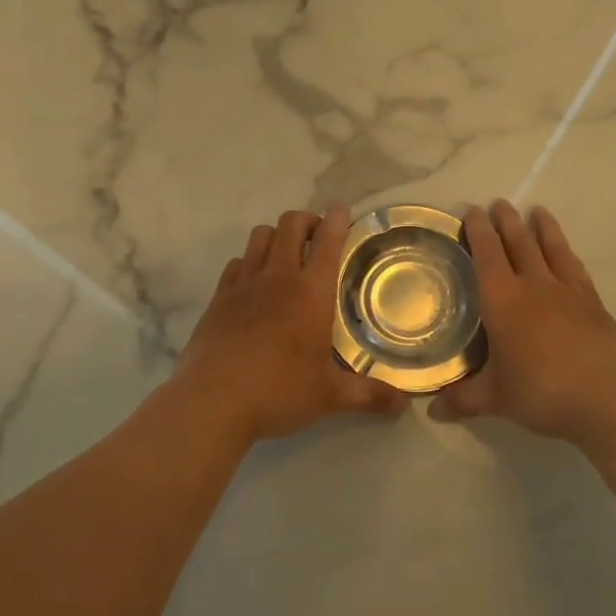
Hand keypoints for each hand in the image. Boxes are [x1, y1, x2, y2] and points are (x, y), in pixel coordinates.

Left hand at [173, 206, 405, 442]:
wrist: (212, 400)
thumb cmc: (278, 391)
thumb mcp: (329, 397)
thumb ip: (368, 395)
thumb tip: (403, 405)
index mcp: (311, 292)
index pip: (328, 242)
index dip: (337, 220)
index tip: (342, 211)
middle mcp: (278, 277)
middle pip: (291, 224)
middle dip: (307, 221)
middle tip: (318, 238)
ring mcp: (244, 283)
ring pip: (261, 235)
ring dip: (277, 236)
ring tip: (286, 256)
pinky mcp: (219, 296)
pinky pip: (237, 262)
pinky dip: (250, 261)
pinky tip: (254, 283)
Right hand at [431, 200, 615, 441]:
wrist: (608, 399)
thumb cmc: (541, 392)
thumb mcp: (495, 399)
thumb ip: (463, 400)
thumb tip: (432, 412)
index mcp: (502, 301)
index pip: (486, 255)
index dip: (478, 231)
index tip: (472, 211)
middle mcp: (533, 286)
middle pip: (518, 243)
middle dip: (506, 221)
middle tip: (498, 203)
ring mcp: (567, 291)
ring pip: (551, 248)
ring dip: (541, 228)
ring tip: (536, 210)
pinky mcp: (593, 303)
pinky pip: (576, 267)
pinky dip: (567, 253)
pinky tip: (566, 251)